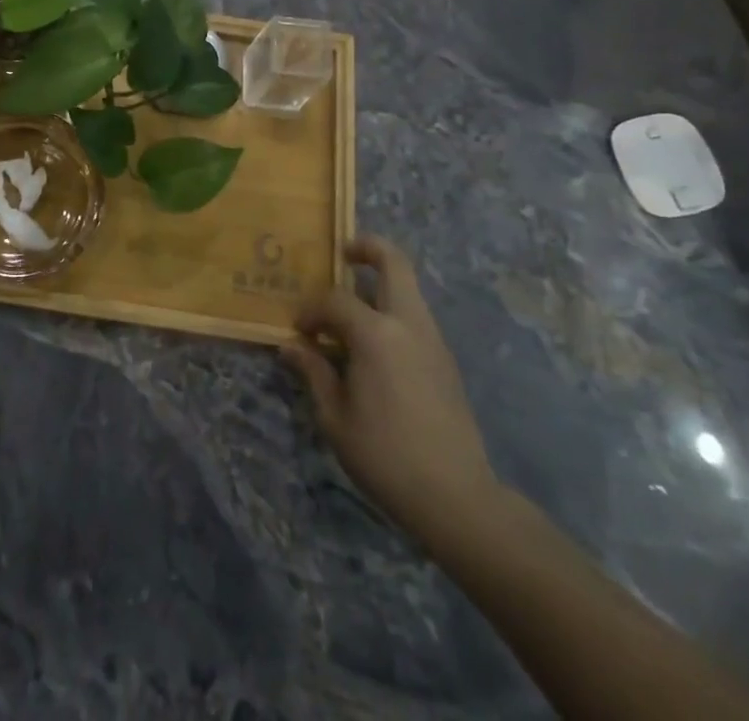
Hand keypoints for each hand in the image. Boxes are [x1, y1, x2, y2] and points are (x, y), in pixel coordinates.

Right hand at [282, 238, 500, 546]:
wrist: (456, 498)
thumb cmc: (385, 456)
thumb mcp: (335, 417)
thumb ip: (314, 372)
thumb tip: (292, 346)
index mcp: (376, 334)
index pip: (335, 300)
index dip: (311, 311)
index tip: (299, 333)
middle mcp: (408, 325)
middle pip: (394, 264)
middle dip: (368, 249)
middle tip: (343, 253)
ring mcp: (433, 340)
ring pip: (409, 289)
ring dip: (381, 283)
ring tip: (352, 306)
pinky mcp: (445, 360)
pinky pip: (415, 317)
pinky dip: (392, 312)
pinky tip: (374, 344)